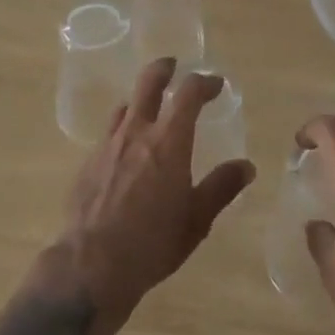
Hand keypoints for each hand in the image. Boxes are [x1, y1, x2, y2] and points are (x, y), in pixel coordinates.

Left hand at [54, 58, 255, 322]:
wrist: (90, 267)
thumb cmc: (152, 244)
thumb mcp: (196, 221)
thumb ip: (221, 188)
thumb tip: (246, 166)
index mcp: (168, 142)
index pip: (188, 93)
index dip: (204, 82)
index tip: (216, 84)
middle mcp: (137, 132)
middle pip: (148, 82)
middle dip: (164, 69)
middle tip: (173, 67)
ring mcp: (108, 145)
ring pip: (126, 106)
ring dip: (141, 100)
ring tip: (150, 111)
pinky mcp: (88, 162)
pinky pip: (109, 133)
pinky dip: (123, 130)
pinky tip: (126, 152)